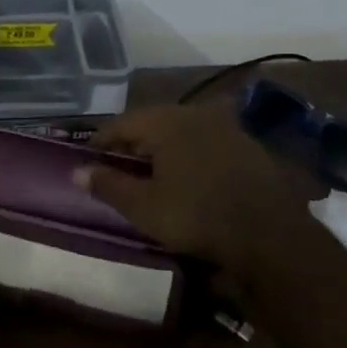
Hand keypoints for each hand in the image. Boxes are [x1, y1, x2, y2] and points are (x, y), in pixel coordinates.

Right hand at [77, 104, 313, 276]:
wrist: (269, 234)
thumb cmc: (196, 216)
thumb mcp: (144, 207)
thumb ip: (108, 184)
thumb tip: (76, 170)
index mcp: (165, 121)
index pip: (121, 123)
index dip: (101, 141)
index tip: (88, 159)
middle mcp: (194, 113)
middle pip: (152, 123)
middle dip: (133, 143)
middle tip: (118, 167)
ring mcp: (226, 126)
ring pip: (182, 132)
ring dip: (164, 149)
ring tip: (153, 174)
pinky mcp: (247, 146)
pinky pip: (207, 144)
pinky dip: (191, 156)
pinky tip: (191, 178)